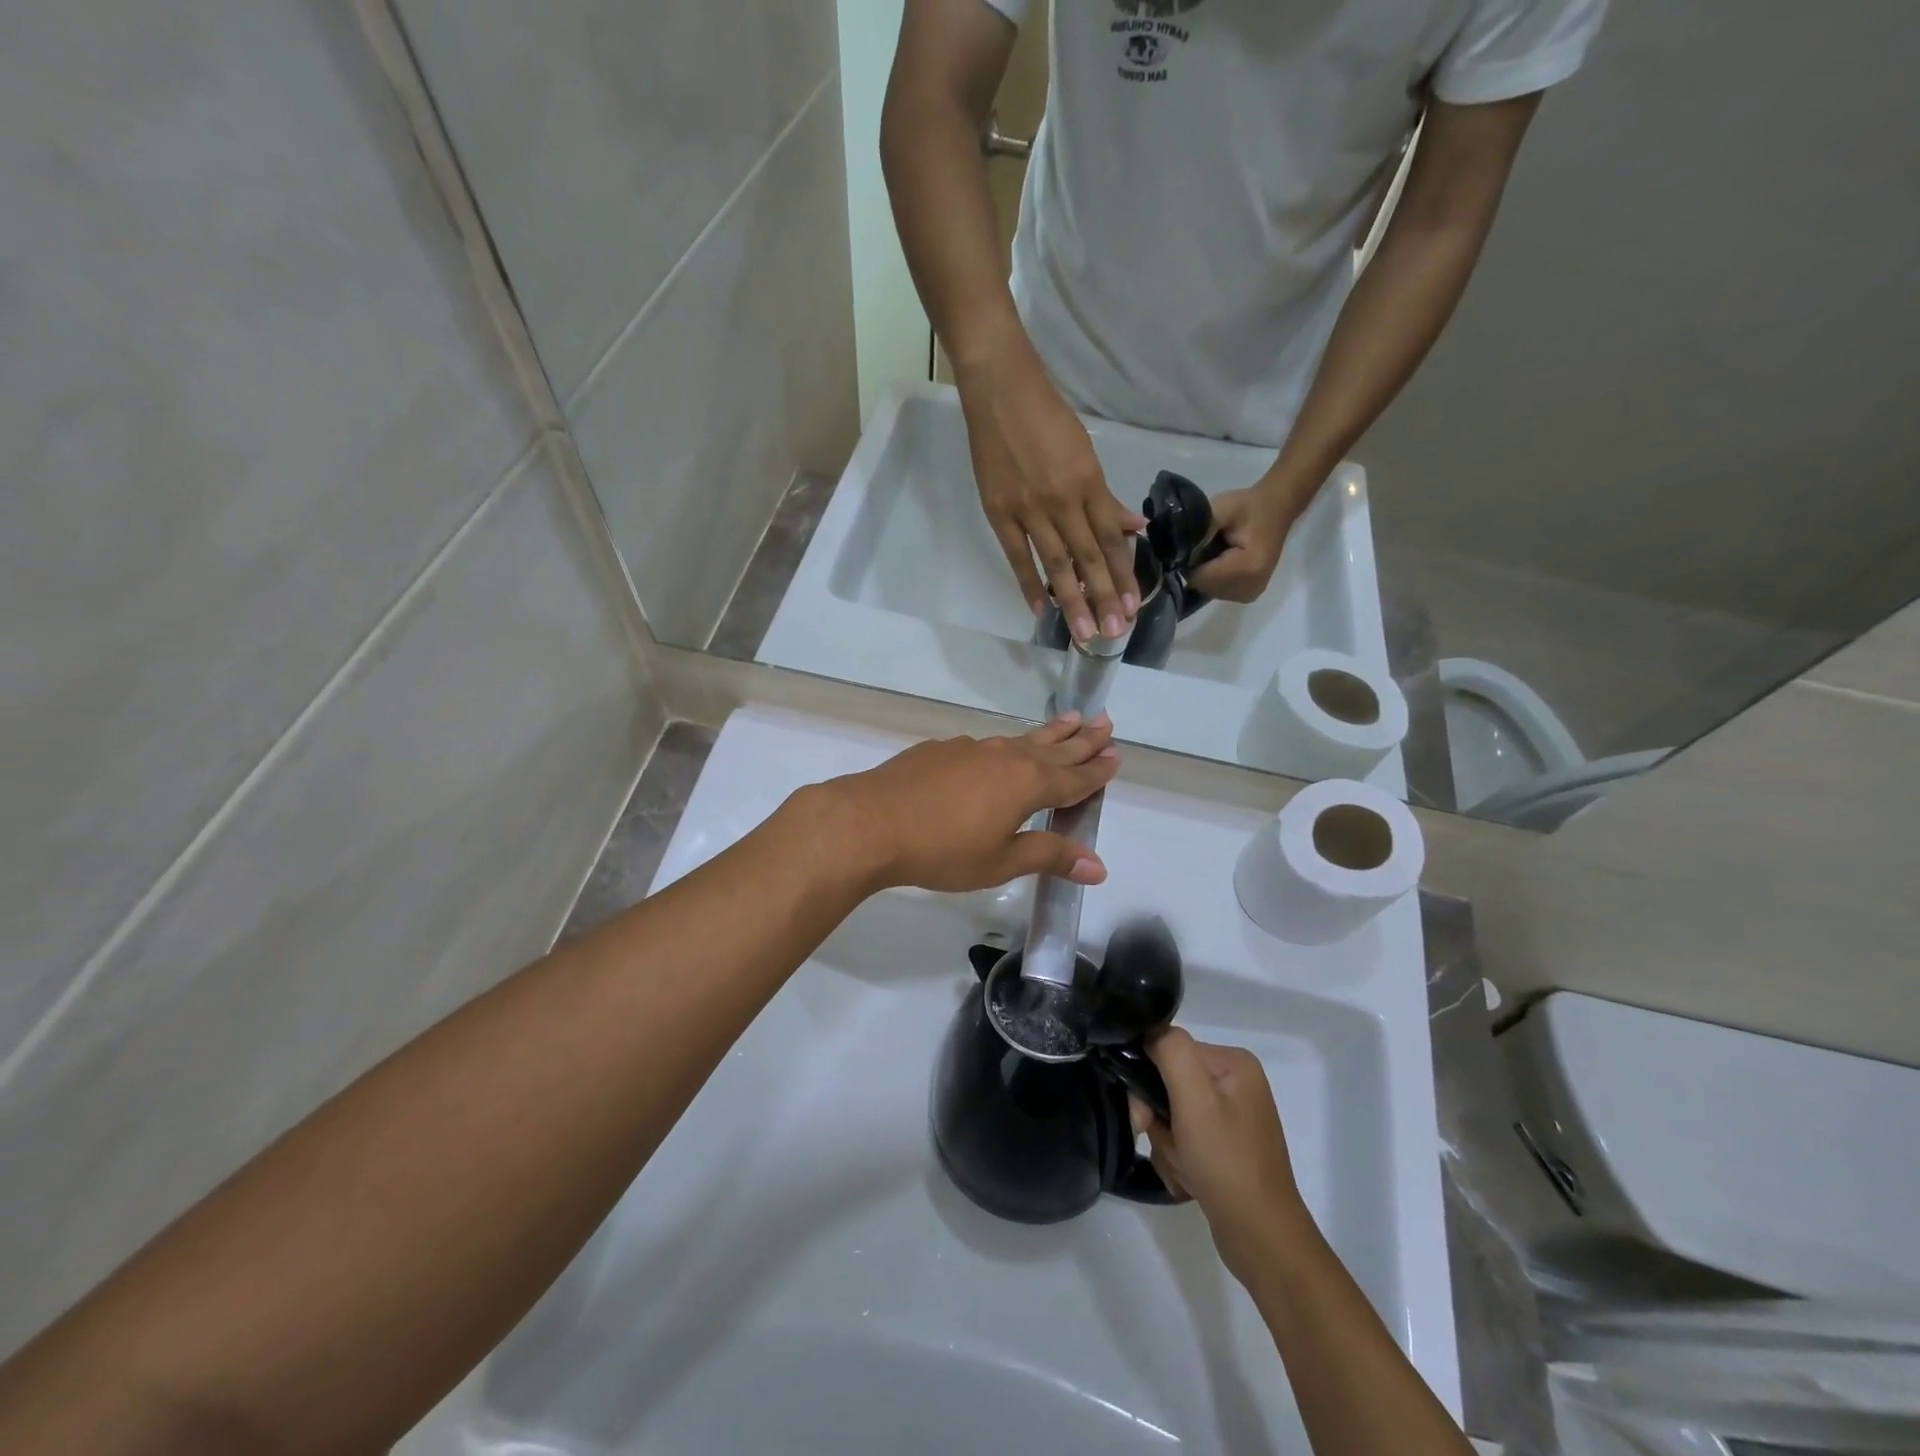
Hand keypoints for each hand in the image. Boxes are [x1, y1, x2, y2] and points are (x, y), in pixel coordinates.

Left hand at [808, 715, 1119, 894]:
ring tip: (1068, 720)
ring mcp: (971, 748)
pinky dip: (1007, 744)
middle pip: (1053, 748)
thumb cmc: (942, 850)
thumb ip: (1049, 857)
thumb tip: (1099, 866)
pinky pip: (987, 744)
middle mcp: (1005, 758)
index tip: (1116, 755)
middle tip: (1105, 722)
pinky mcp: (941, 749)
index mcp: (1027, 784)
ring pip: (1020, 739)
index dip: (1096, 770)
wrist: (871, 822)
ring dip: (1048, 733)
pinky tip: (1000, 750)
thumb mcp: (1001, 861)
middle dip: (1081, 739)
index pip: (1073, 778)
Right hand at [956, 338, 1146, 641]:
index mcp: (1088, 483)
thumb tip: (1135, 528)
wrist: (1001, 391)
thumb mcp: (1086, 452)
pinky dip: (1029, 583)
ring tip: (1084, 632)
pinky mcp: (999, 513)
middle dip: (1103, 597)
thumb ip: (1105, 497)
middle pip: (1088, 558)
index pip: (1111, 539)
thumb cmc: (1047, 417)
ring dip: (1072, 600)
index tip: (1133, 606)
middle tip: (1114, 632)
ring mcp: (1028, 510)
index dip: (1124, 574)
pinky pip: (1018, 556)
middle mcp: (1063, 501)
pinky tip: (1041, 610)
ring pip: (1056, 564)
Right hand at [1130, 1028, 1311, 1284]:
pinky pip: (1185, 1139)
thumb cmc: (1226, 1163)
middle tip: (1167, 1146)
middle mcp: (1236, 1084)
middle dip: (1160, 1119)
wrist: (1262, 1240)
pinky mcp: (1226, 1148)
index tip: (1143, 1116)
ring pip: (1172, 1115)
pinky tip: (1189, 1180)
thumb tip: (1150, 1033)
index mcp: (1233, 1063)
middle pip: (1170, 1083)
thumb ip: (1171, 1051)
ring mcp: (1232, 1118)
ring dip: (1167, 1144)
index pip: (1170, 1050)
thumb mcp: (1194, 1099)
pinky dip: (1179, 1159)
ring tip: (1184, 1169)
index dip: (1148, 1079)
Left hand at [1186, 486, 1303, 604]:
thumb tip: (1177, 548)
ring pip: (1208, 589)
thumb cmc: (1249, 507)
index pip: (1200, 577)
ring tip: (1216, 551)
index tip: (1194, 543)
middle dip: (1197, 567)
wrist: (1276, 509)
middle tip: (1206, 544)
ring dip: (1205, 573)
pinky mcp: (1247, 595)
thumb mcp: (1223, 508)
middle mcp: (1250, 588)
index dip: (1190, 561)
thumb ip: (1200, 528)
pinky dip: (1213, 577)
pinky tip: (1221, 561)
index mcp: (1248, 568)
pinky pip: (1217, 591)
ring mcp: (1250, 594)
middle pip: (1203, 586)